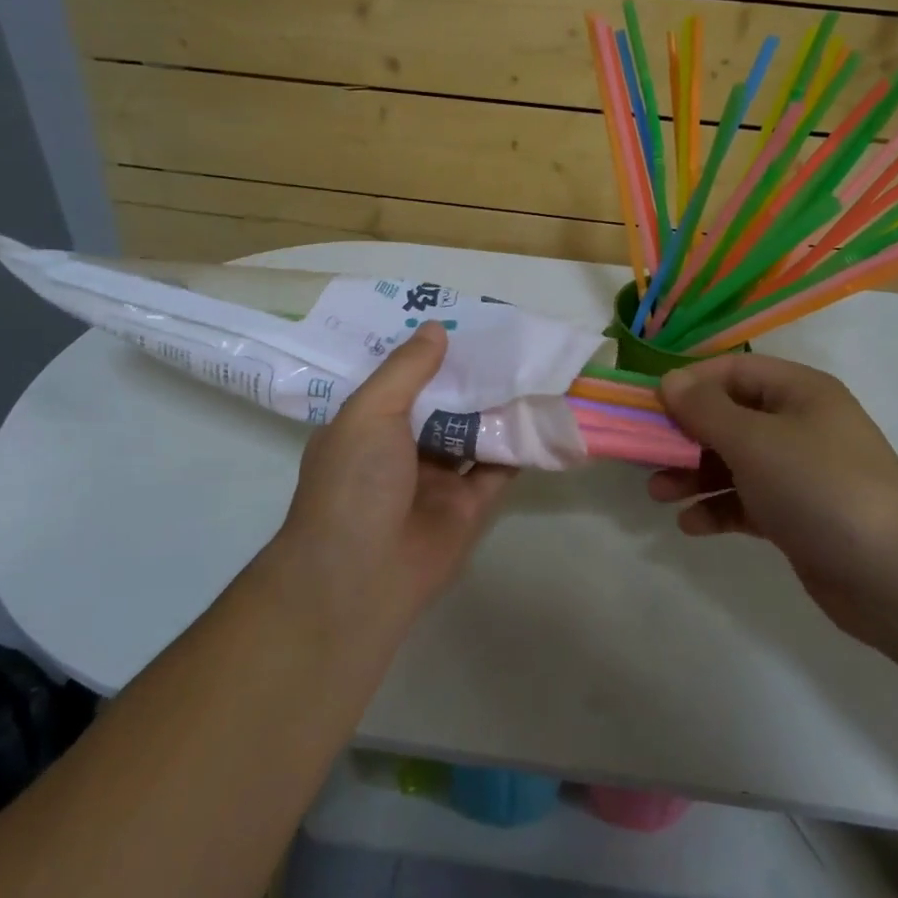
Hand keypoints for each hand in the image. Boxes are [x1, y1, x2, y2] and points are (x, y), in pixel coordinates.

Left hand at [279, 322, 515, 620]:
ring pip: (473, 433)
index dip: (426, 353)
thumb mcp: (370, 412)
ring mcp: (436, 479)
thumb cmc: (354, 482)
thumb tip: (436, 328)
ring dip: (497, 406)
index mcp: (367, 426)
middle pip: (442, 403)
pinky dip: (519, 445)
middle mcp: (401, 449)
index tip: (458, 321)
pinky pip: (498, 467)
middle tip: (505, 337)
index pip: (399, 380)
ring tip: (530, 366)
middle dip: (468, 376)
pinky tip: (542, 412)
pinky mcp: (468, 506)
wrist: (362, 576)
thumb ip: (407, 370)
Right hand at [650, 353, 897, 647]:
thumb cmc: (820, 487)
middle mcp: (799, 425)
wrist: (895, 576)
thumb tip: (669, 381)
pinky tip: (692, 525)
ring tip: (659, 494)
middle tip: (645, 455)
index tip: (649, 407)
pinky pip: (746, 501)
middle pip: (728, 417)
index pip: (732, 371)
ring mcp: (799, 472)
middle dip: (684, 436)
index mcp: (798, 392)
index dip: (689, 384)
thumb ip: (705, 409)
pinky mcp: (796, 515)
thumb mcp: (755, 441)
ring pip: (732, 462)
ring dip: (693, 474)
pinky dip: (717, 509)